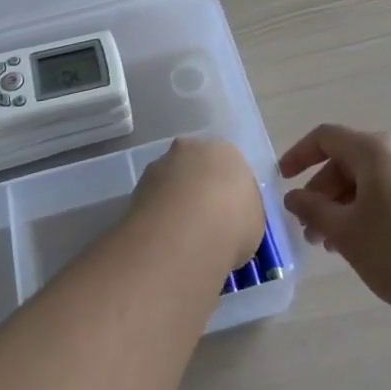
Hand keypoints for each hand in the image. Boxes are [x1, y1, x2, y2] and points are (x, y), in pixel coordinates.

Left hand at [132, 135, 265, 276]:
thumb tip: (228, 220)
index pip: (226, 167)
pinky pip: (152, 201)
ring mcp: (160, 165)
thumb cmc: (234, 223)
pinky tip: (163, 240)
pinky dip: (156, 216)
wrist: (189, 231)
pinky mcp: (137, 186)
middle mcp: (190, 148)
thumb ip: (240, 213)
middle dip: (195, 190)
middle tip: (201, 223)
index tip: (225, 218)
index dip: (225, 193)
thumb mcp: (253, 222)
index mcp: (225, 151)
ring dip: (172, 202)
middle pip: (194, 167)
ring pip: (169, 182)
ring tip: (179, 237)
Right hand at [280, 125, 390, 319]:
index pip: (326, 138)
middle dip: (322, 191)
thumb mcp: (345, 231)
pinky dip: (368, 211)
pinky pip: (390, 194)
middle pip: (348, 160)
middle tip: (308, 229)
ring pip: (369, 181)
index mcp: (375, 150)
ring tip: (332, 245)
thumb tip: (294, 196)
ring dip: (344, 206)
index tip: (281, 181)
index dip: (298, 155)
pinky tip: (364, 246)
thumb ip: (313, 209)